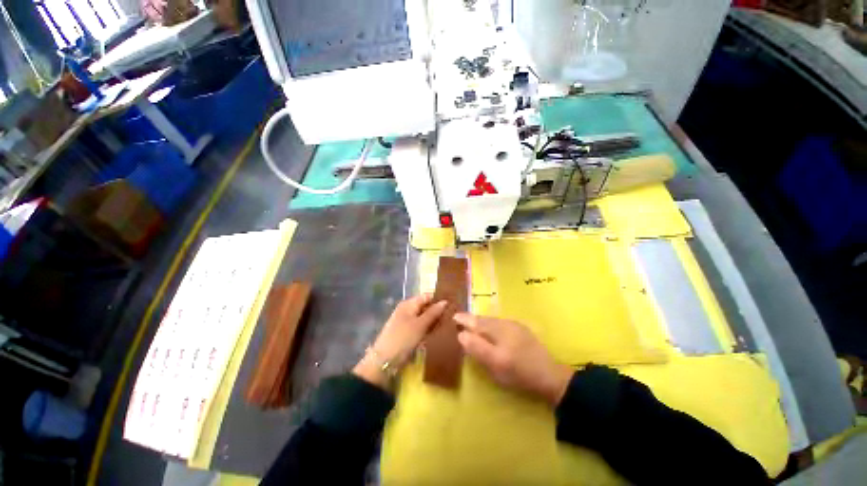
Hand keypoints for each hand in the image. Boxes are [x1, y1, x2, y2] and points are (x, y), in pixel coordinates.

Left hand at [353, 295, 447, 388]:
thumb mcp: (420, 325)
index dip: (439, 299)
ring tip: (449, 325)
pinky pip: (420, 327)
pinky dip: (428, 329)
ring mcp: (406, 321)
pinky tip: (437, 334)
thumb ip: (433, 312)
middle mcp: (407, 310)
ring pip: (424, 318)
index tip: (453, 305)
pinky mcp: (407, 333)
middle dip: (438, 311)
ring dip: (434, 321)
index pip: (427, 296)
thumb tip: (445, 301)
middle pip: (425, 306)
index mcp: (409, 304)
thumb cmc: (403, 339)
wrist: (384, 361)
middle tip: (453, 317)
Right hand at [454, 313, 573, 406]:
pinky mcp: (521, 330)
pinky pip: (500, 323)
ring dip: (481, 321)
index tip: (453, 317)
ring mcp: (515, 325)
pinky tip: (490, 331)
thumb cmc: (519, 372)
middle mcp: (505, 323)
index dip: (464, 319)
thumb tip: (461, 334)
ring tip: (472, 324)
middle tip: (460, 320)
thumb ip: (477, 347)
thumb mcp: (495, 363)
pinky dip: (490, 325)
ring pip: (492, 320)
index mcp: (497, 329)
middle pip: (483, 319)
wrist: (550, 376)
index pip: (476, 321)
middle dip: (471, 319)